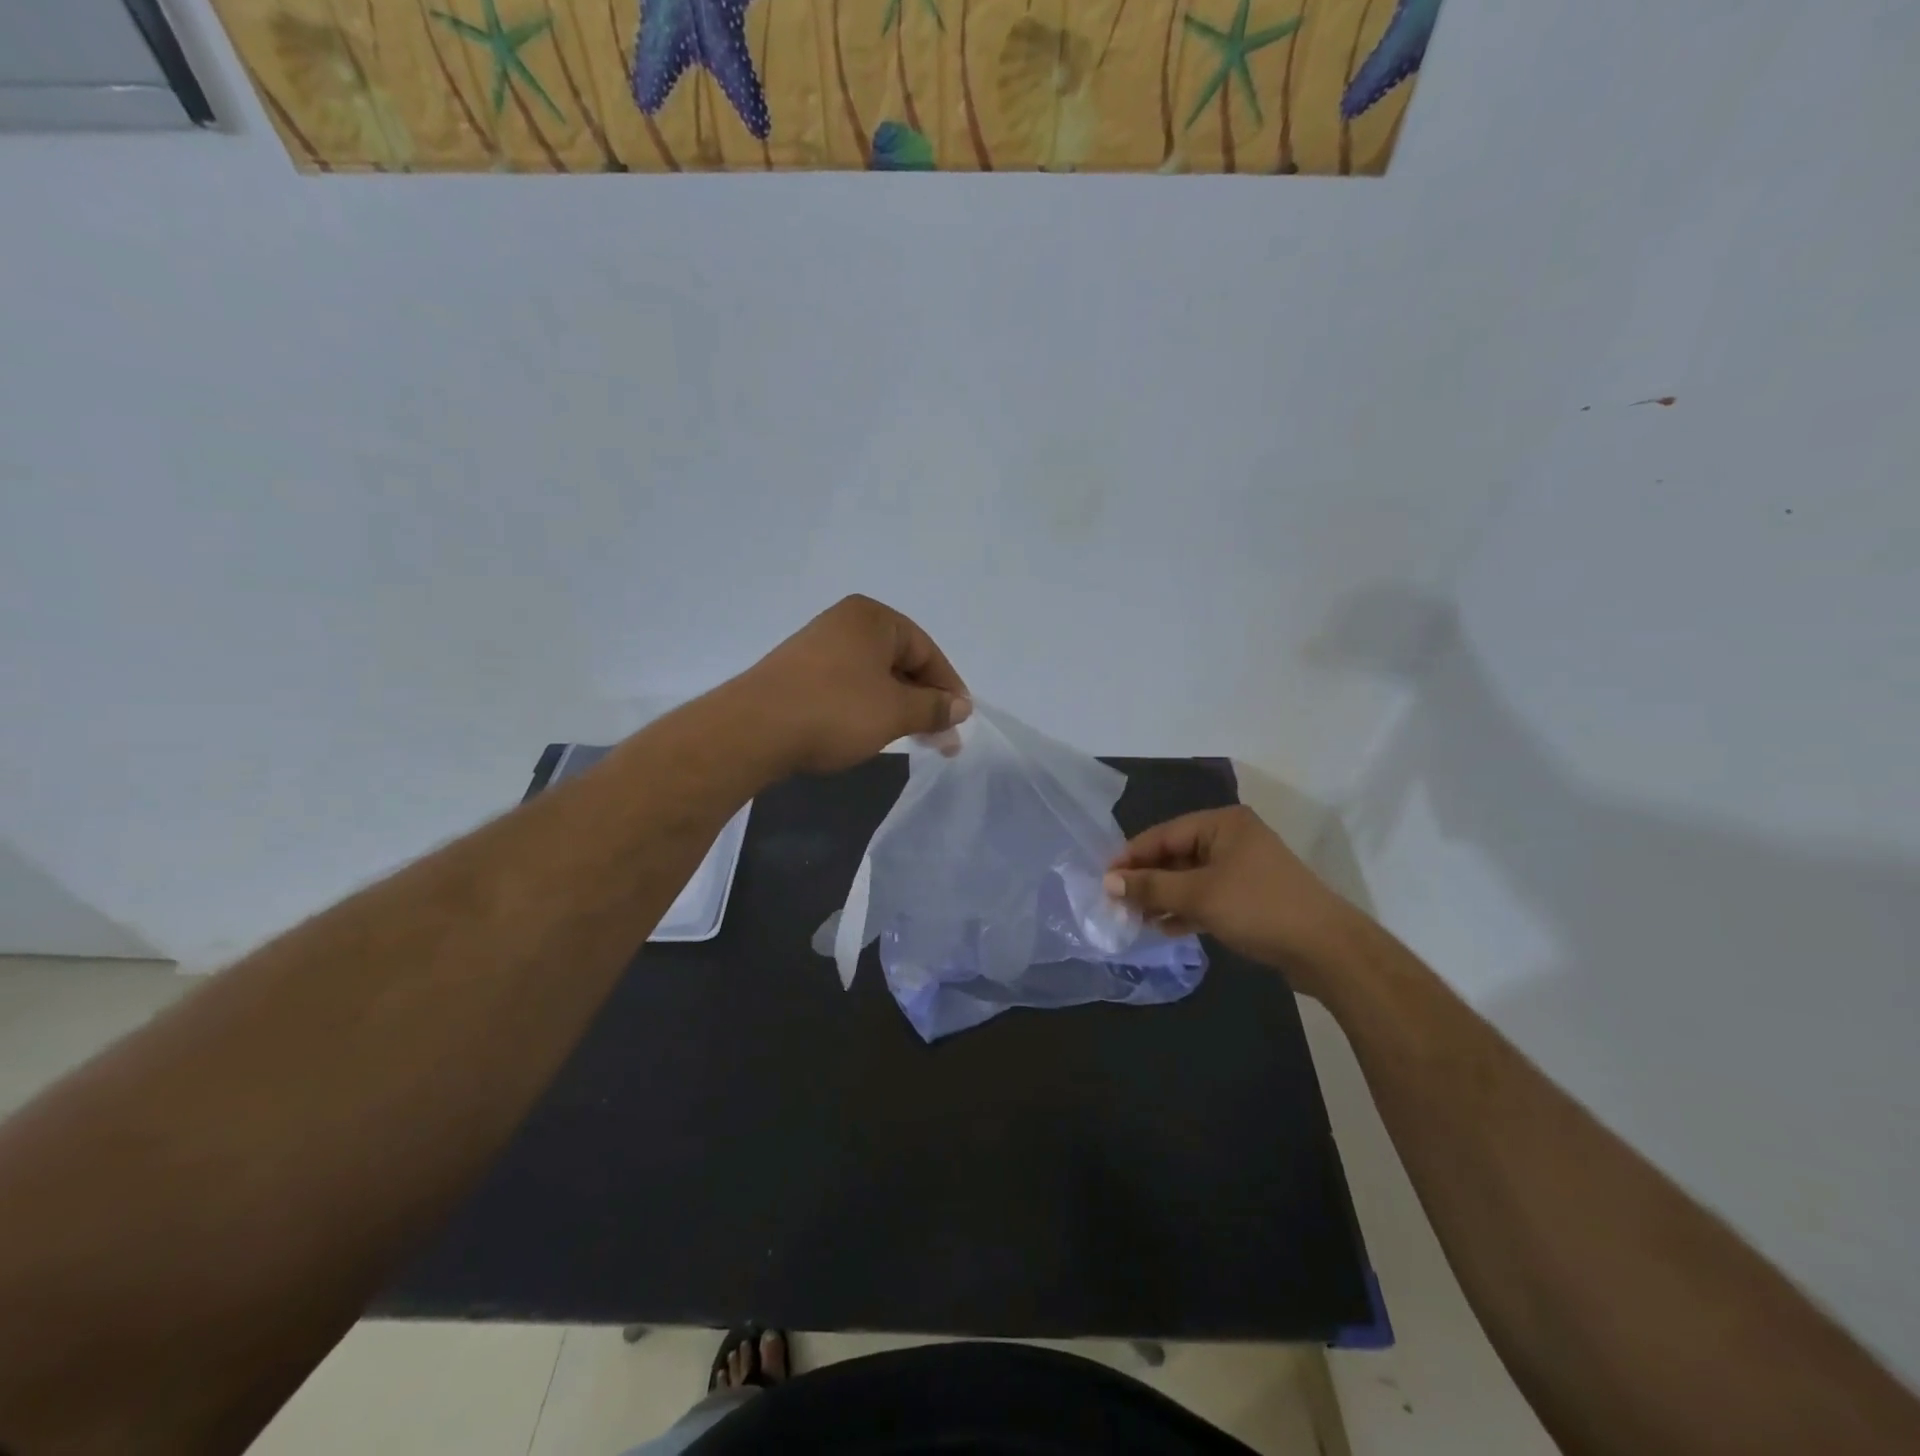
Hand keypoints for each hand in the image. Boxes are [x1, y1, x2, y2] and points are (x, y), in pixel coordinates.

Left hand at [741, 595, 970, 775]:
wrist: (752, 730)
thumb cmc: (835, 711)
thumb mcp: (895, 711)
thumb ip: (934, 707)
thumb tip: (961, 706)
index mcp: (873, 618)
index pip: (927, 651)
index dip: (949, 688)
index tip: (960, 722)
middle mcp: (845, 622)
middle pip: (901, 661)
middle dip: (924, 700)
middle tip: (940, 737)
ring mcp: (818, 645)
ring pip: (875, 676)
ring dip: (898, 705)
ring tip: (911, 737)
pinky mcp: (799, 671)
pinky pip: (849, 684)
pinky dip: (868, 706)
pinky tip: (871, 730)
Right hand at [1103, 806, 1360, 989]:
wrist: (1326, 949)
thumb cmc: (1258, 908)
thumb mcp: (1198, 896)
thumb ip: (1151, 887)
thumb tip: (1108, 881)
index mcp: (1222, 824)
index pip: (1163, 834)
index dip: (1131, 857)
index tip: (1104, 879)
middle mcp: (1232, 838)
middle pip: (1176, 855)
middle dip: (1148, 880)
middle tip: (1117, 903)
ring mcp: (1243, 868)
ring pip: (1190, 878)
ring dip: (1164, 898)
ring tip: (1135, 919)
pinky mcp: (1250, 896)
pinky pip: (1207, 896)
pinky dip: (1186, 909)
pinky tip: (1165, 928)